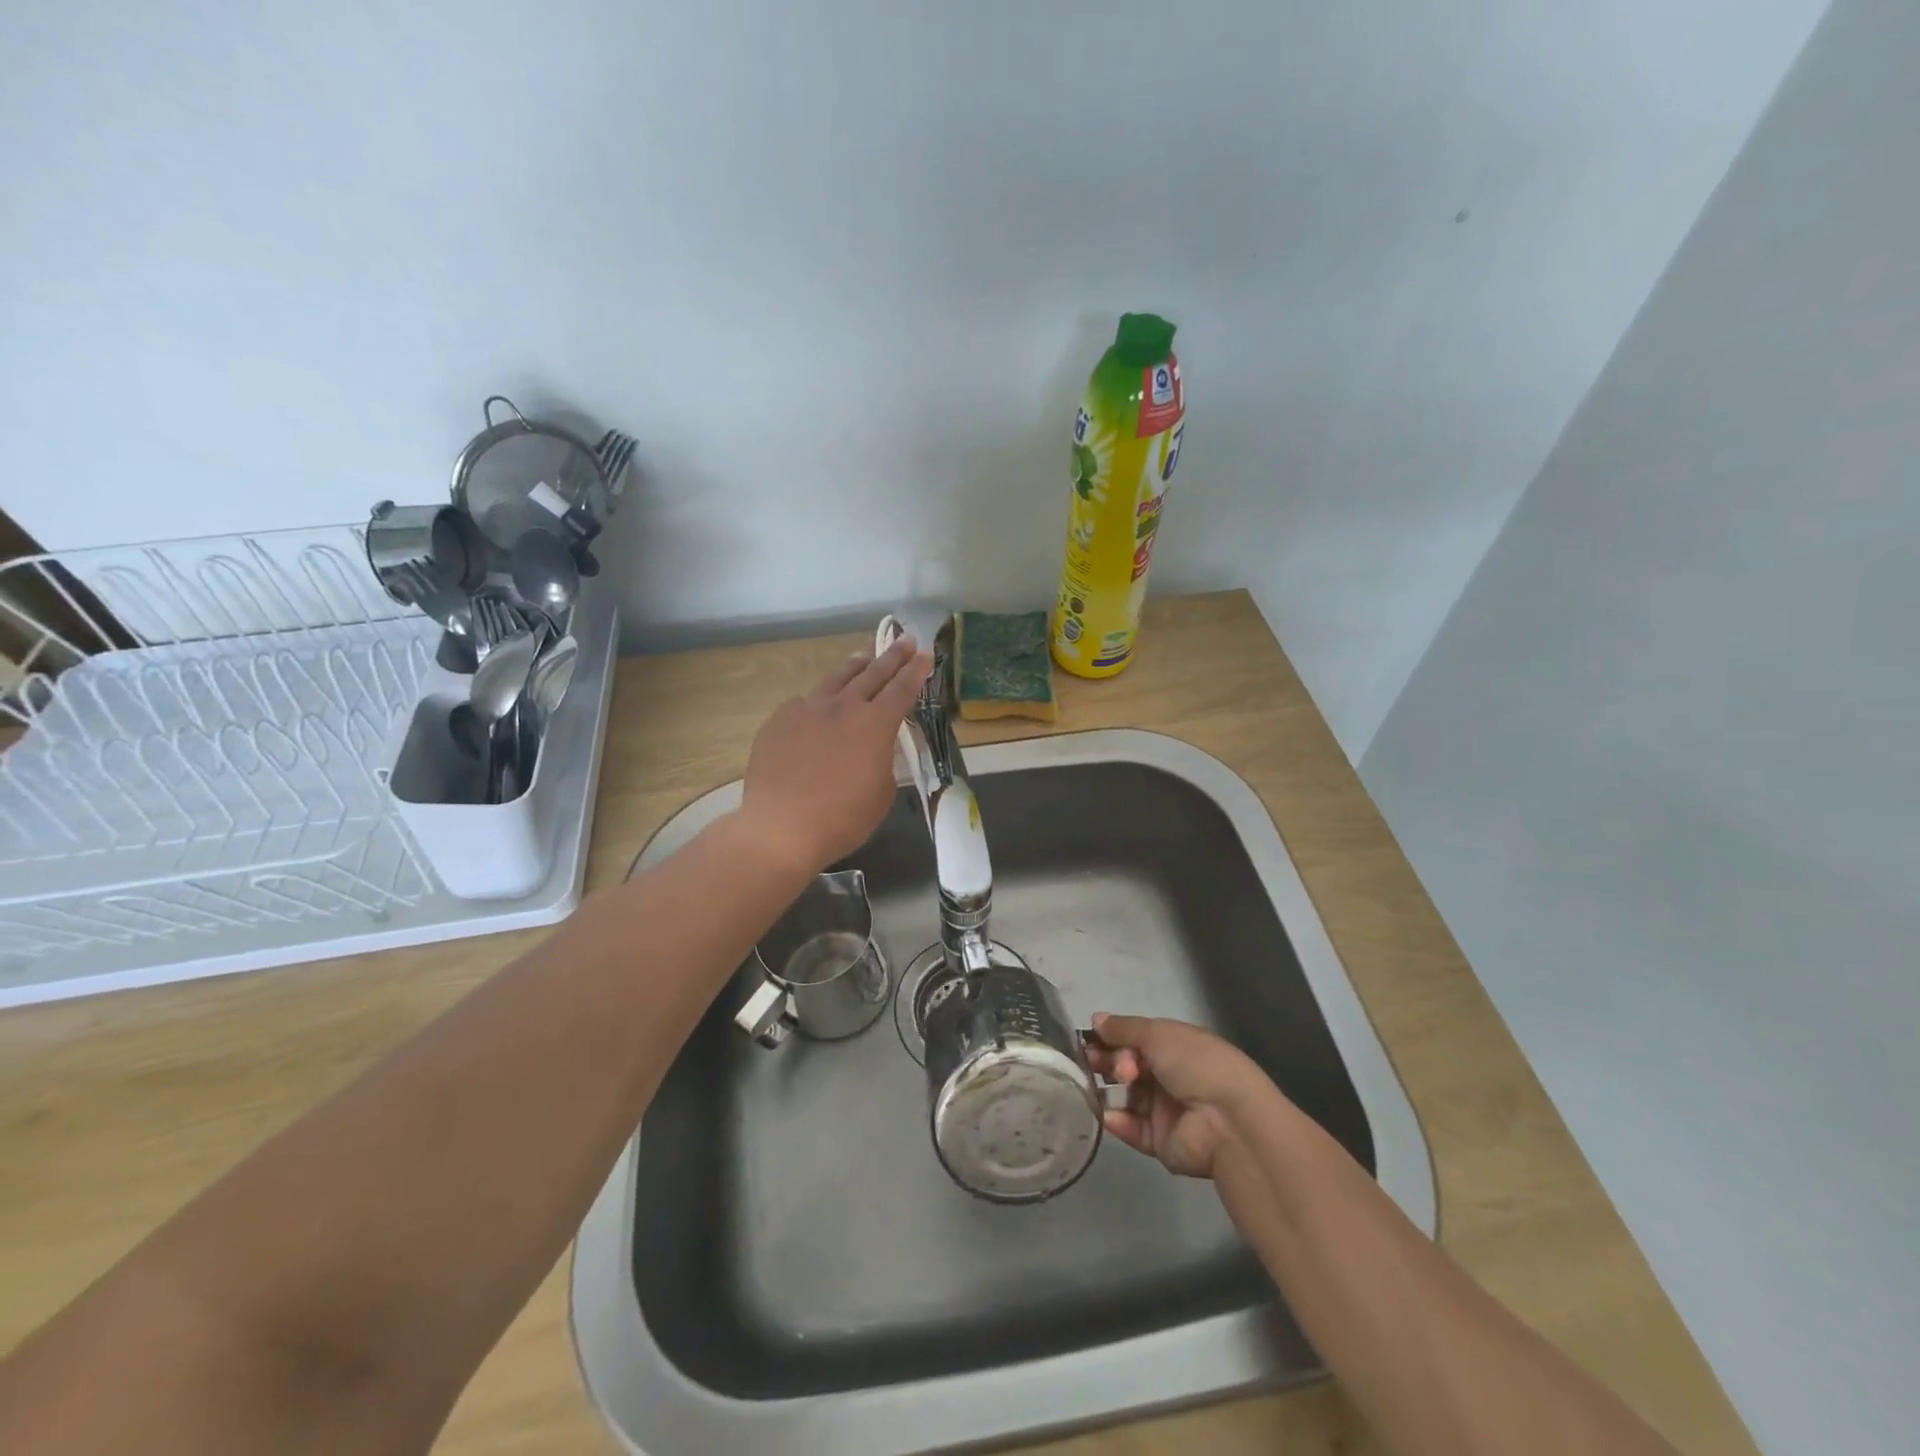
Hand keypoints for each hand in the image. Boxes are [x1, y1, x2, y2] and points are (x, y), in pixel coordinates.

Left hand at [739, 635, 932, 872]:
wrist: (782, 827)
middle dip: (892, 656)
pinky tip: (817, 706)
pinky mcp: (779, 721)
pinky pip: (804, 703)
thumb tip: (875, 751)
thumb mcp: (881, 793)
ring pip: (835, 679)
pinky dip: (818, 701)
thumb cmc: (842, 818)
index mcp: (875, 724)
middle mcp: (843, 707)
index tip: (926, 654)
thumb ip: (883, 762)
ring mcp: (807, 709)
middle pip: (872, 673)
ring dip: (854, 667)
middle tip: (904, 640)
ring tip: (863, 657)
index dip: (916, 671)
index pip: (902, 689)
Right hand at [1086, 1014, 1270, 1179]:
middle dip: (1107, 1062)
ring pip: (1126, 1097)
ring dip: (1107, 1089)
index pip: (1136, 1040)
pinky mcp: (1160, 1141)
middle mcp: (1169, 1076)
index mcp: (1175, 1047)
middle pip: (1128, 1068)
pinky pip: (1131, 1129)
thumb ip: (1124, 1028)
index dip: (1112, 1038)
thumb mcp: (1158, 1034)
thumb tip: (1096, 1019)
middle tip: (1091, 1062)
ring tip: (1094, 1085)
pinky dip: (1116, 1120)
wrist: (1228, 1121)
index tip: (1090, 1039)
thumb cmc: (1196, 1065)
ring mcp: (1165, 1110)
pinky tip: (1106, 1112)